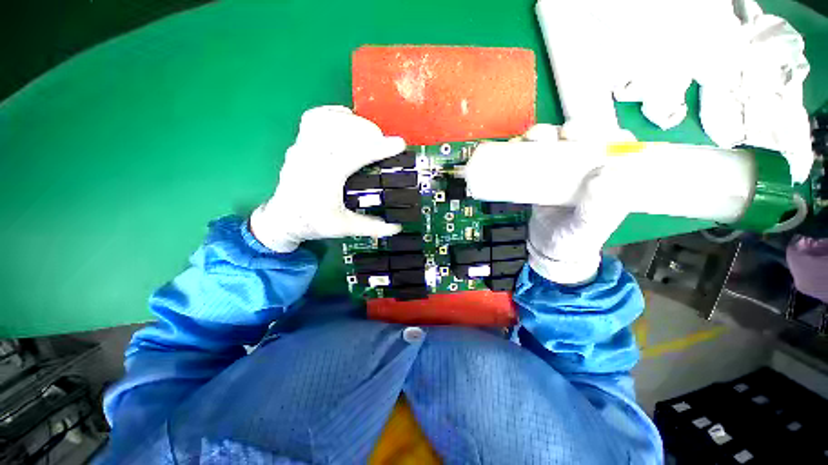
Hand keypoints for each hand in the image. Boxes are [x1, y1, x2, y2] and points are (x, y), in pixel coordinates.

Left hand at [250, 106, 404, 251]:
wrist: (283, 219)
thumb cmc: (313, 223)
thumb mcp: (344, 228)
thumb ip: (372, 227)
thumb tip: (398, 227)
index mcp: (324, 179)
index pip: (354, 155)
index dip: (379, 148)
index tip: (399, 144)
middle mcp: (311, 158)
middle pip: (341, 130)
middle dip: (368, 131)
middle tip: (383, 143)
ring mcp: (302, 147)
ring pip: (327, 120)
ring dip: (353, 122)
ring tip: (369, 133)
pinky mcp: (299, 143)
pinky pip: (314, 118)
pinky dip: (333, 115)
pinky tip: (347, 121)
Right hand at [524, 123, 634, 283]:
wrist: (547, 248)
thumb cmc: (574, 239)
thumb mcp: (589, 227)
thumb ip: (598, 206)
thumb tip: (603, 172)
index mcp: (609, 177)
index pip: (618, 145)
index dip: (610, 134)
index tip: (597, 135)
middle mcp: (586, 168)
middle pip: (583, 138)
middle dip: (573, 129)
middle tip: (562, 135)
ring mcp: (561, 171)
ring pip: (555, 144)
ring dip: (544, 135)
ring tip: (532, 138)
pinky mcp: (539, 176)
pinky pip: (532, 157)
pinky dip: (523, 148)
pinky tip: (516, 145)